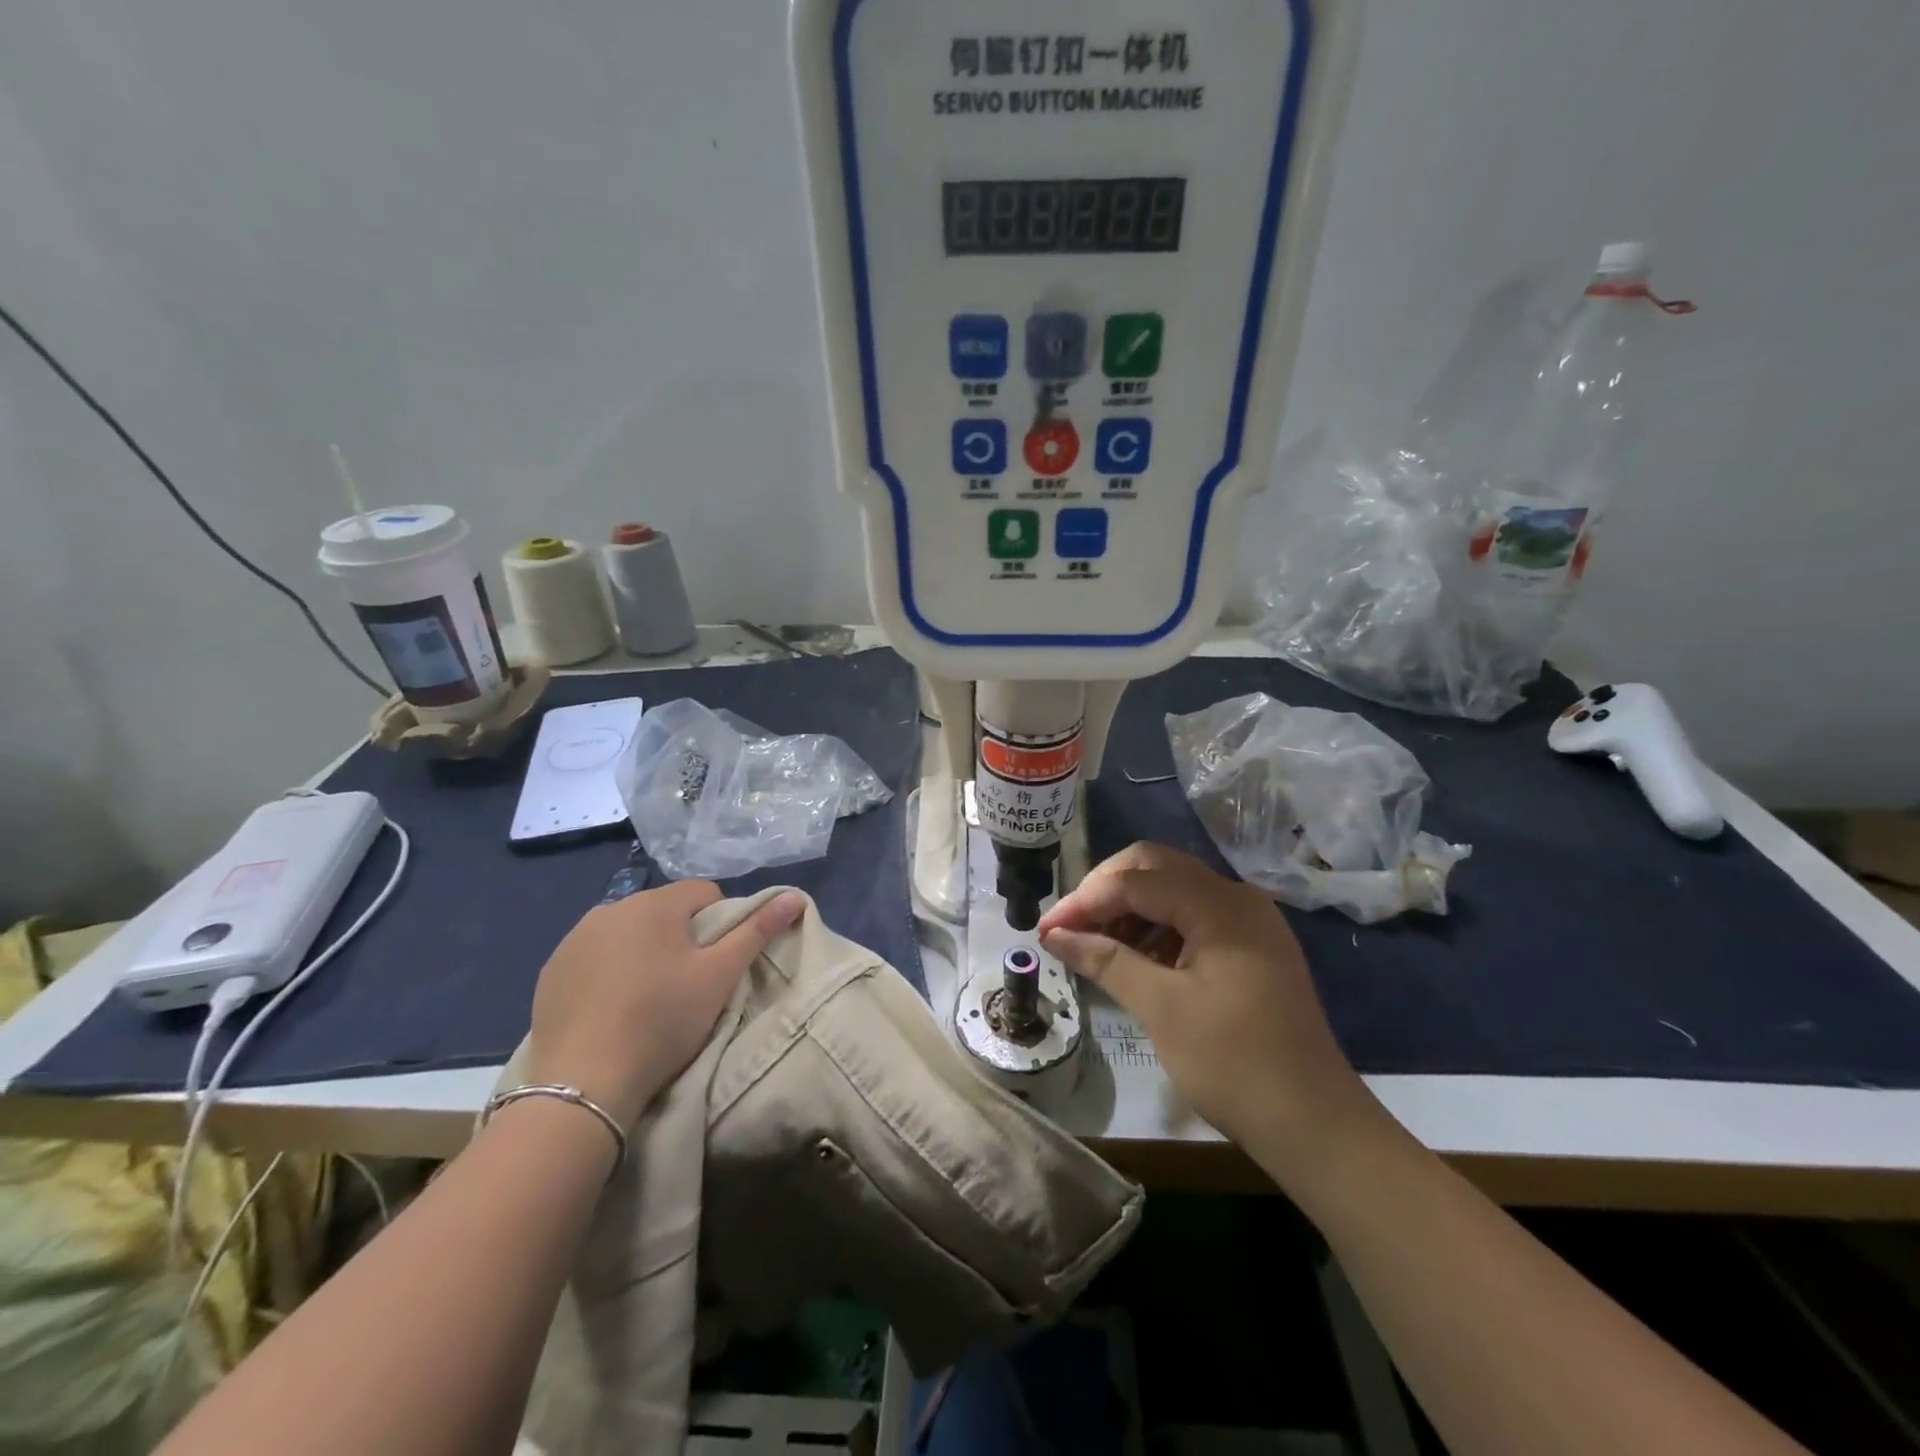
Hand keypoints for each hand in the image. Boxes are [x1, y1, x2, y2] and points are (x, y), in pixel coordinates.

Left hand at [524, 882, 803, 1127]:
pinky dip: (609, 970)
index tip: (716, 964)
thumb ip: (758, 930)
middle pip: (664, 911)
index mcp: (654, 904)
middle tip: (686, 984)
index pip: (704, 893)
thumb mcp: (720, 976)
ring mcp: (574, 939)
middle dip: (680, 937)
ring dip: (643, 951)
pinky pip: (594, 956)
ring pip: (627, 932)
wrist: (585, 1083)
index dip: (720, 923)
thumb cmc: (663, 1020)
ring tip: (647, 998)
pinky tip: (612, 1007)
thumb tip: (794, 896)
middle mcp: (610, 908)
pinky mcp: (551, 970)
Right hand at [1038, 843, 1381, 1186]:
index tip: (1046, 930)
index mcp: (1220, 906)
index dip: (1084, 900)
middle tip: (1070, 927)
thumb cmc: (1234, 1064)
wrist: (1314, 1123)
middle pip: (1156, 867)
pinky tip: (1134, 956)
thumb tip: (1055, 935)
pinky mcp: (1251, 945)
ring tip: (1094, 943)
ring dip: (1130, 907)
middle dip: (1106, 890)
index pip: (1136, 880)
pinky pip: (1193, 914)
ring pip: (1174, 888)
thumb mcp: (1161, 1008)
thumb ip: (1106, 960)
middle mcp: (1237, 898)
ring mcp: (1248, 920)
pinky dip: (1157, 926)